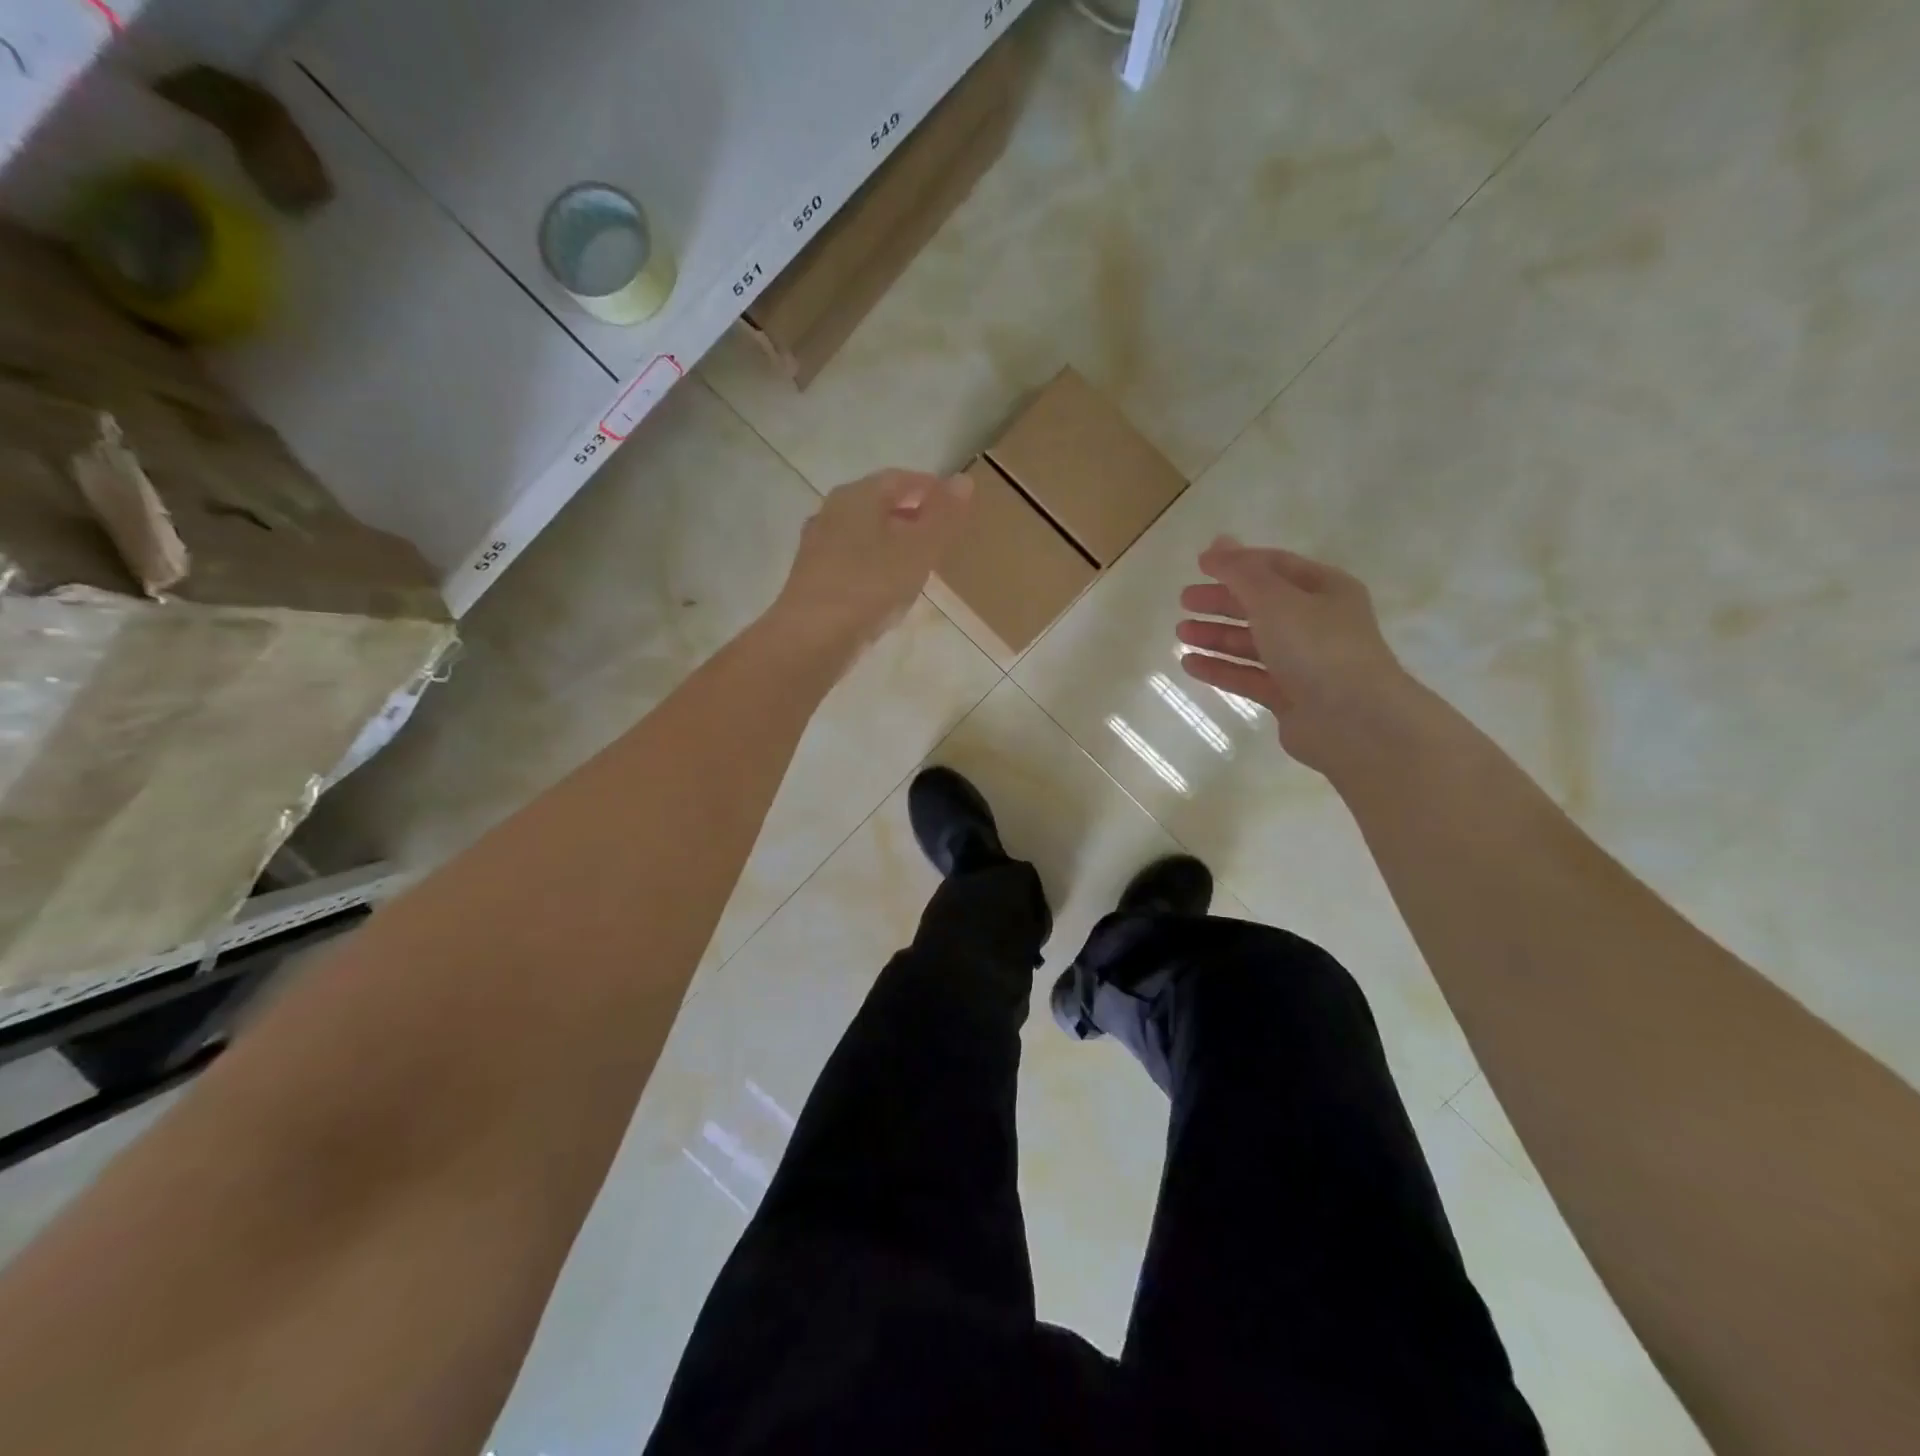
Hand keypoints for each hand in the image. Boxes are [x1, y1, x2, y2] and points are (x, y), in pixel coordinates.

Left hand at [768, 468, 973, 664]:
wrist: (812, 638)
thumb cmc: (870, 585)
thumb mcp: (919, 549)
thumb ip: (943, 516)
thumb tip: (963, 480)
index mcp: (857, 496)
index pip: (900, 479)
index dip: (931, 489)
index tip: (957, 507)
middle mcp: (832, 512)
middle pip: (879, 505)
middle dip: (912, 515)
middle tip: (942, 535)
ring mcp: (818, 546)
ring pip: (865, 535)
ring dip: (893, 543)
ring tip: (920, 563)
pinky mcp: (813, 579)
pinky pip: (853, 562)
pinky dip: (876, 567)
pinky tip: (888, 589)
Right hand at [1176, 536, 1415, 773]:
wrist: (1354, 721)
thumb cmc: (1318, 648)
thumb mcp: (1275, 600)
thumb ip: (1241, 572)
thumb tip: (1217, 542)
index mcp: (1325, 590)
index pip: (1275, 566)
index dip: (1237, 563)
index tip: (1199, 565)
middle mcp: (1316, 623)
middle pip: (1261, 605)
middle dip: (1222, 601)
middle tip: (1184, 601)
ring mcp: (1303, 662)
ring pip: (1252, 643)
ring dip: (1216, 636)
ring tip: (1180, 633)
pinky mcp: (1289, 696)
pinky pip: (1248, 676)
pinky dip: (1220, 668)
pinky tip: (1190, 664)